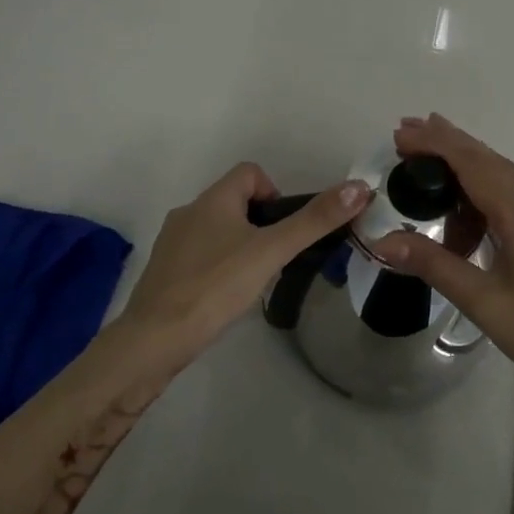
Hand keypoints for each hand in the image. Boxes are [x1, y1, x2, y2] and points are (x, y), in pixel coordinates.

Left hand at [118, 163, 368, 358]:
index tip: (285, 228)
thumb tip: (359, 187)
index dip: (275, 191)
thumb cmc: (215, 287)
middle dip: (261, 224)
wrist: (154, 341)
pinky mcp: (164, 273)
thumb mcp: (271, 251)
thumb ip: (314, 221)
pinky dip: (219, 267)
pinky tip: (225, 297)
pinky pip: (200, 256)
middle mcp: (188, 212)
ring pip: (217, 230)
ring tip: (254, 281)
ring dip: (240, 246)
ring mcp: (172, 244)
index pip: (250, 172)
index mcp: (212, 200)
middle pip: (235, 202)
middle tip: (277, 258)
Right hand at [371, 114, 513, 406]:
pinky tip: (466, 220)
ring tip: (428, 179)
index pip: (473, 165)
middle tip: (407, 133)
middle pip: (490, 161)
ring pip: (504, 178)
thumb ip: (433, 264)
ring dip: (466, 170)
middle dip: (448, 143)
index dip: (436, 145)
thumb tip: (384, 241)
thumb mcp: (481, 301)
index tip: (401, 136)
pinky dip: (484, 196)